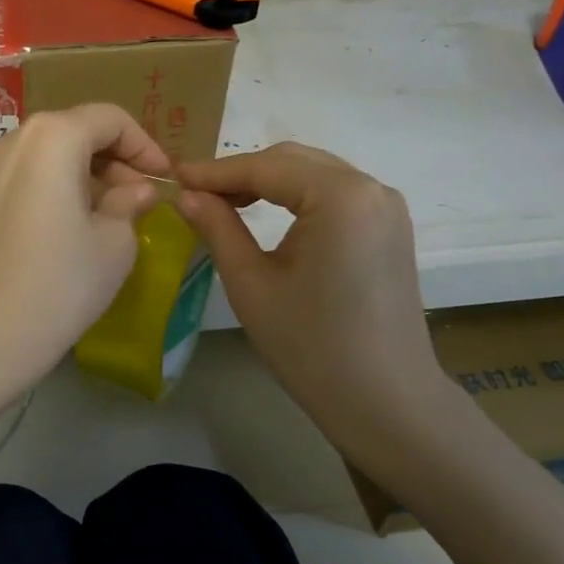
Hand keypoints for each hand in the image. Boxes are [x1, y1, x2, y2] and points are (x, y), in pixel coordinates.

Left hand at [0, 104, 168, 387]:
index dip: (144, 145)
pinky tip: (65, 226)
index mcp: (52, 138)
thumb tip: (136, 190)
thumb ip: (130, 202)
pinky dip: (51, 186)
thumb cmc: (62, 282)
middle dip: (113, 158)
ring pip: (45, 153)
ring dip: (82, 172)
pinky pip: (21, 176)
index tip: (163, 178)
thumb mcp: (115, 243)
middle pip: (73, 130)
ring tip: (105, 213)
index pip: (109, 119)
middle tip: (137, 198)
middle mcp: (13, 141)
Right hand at [175, 143, 447, 435]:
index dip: (215, 171)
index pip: (265, 167)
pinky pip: (335, 194)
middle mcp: (371, 188)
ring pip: (314, 174)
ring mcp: (386, 207)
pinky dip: (297, 196)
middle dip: (241, 172)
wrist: (386, 402)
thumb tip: (187, 195)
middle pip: (293, 161)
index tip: (174, 176)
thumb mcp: (251, 284)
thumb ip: (218, 228)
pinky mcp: (389, 228)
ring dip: (269, 182)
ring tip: (224, 203)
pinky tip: (267, 214)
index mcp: (340, 196)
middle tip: (195, 192)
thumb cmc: (311, 346)